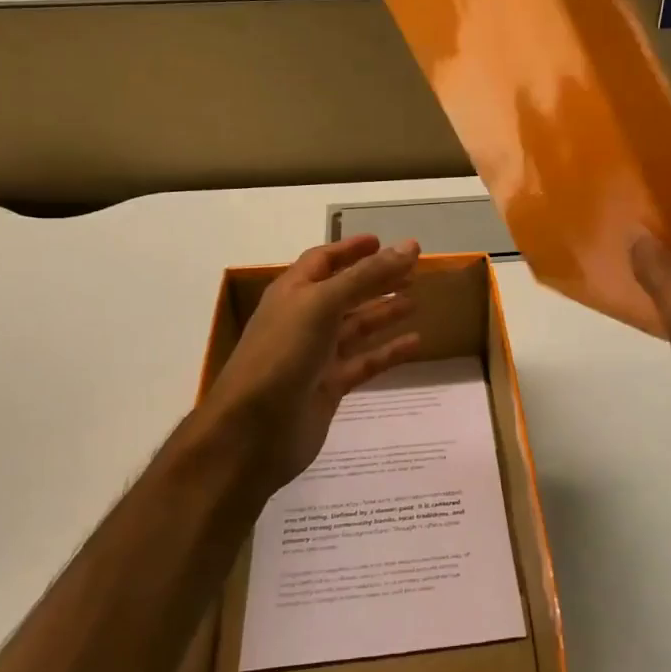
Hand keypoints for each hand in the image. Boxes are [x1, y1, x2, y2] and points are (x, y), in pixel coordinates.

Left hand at [196, 236, 422, 504]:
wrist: (253, 430)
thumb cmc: (282, 354)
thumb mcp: (323, 304)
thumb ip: (366, 275)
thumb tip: (409, 246)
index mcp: (293, 293)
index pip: (323, 260)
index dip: (351, 249)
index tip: (384, 241)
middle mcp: (304, 320)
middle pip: (345, 292)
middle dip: (376, 279)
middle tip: (414, 270)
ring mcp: (316, 355)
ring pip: (357, 327)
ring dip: (384, 312)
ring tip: (417, 299)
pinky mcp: (329, 387)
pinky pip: (365, 363)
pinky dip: (389, 352)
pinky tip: (415, 343)